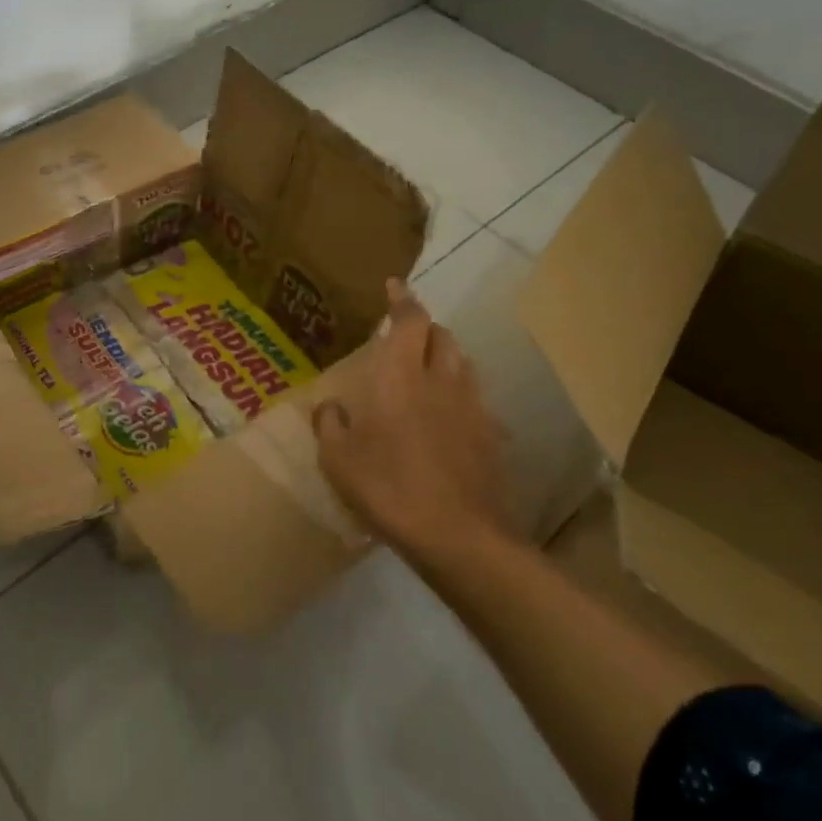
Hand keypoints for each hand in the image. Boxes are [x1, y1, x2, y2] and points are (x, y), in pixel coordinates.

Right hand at [314, 279, 506, 556]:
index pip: (410, 320)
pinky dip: (459, 393)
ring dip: (445, 356)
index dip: (402, 299)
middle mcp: (440, 380)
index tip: (394, 284)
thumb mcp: (339, 462)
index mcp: (400, 376)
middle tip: (404, 336)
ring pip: (463, 363)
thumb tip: (330, 408)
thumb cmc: (389, 490)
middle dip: (425, 327)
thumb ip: (330, 426)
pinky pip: (475, 398)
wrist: (460, 537)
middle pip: (442, 335)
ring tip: (426, 370)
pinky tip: (447, 418)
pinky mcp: (491, 435)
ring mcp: (472, 407)